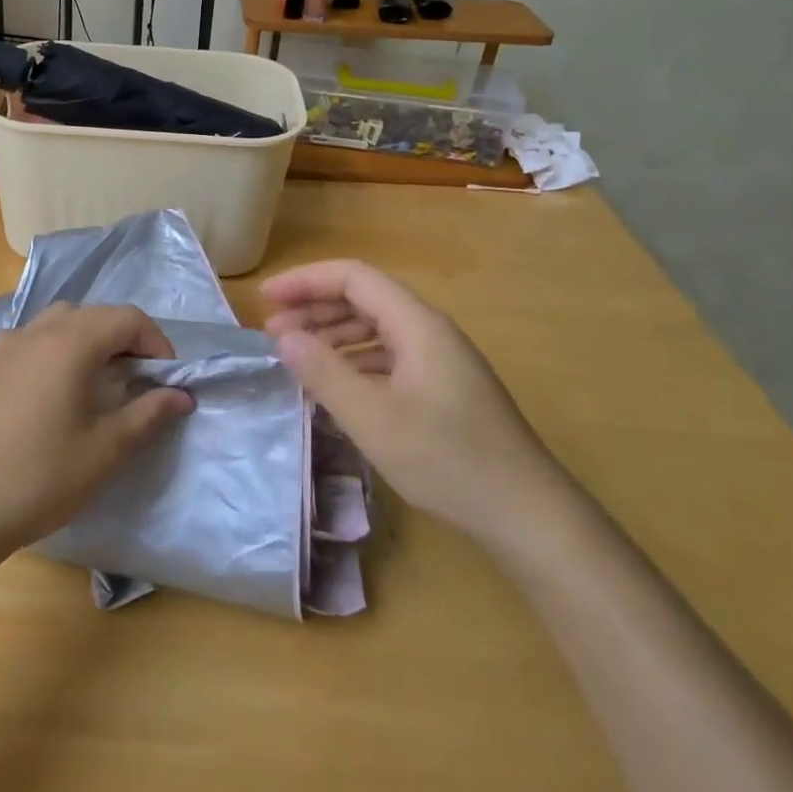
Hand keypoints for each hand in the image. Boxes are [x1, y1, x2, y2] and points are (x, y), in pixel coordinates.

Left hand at [0, 303, 193, 554]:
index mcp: (70, 343)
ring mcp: (9, 346)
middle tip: (143, 379)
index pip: (127, 318)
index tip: (168, 379)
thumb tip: (182, 396)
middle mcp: (38, 332)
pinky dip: (55, 345)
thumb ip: (149, 414)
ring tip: (103, 377)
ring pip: (61, 320)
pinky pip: (32, 337)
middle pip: (94, 314)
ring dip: (90, 337)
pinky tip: (56, 381)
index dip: (156, 342)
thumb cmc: (41, 477)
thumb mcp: (106, 449)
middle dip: (126, 337)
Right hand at [263, 259, 573, 545]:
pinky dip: (354, 361)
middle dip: (314, 308)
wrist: (526, 513)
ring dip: (332, 335)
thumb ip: (324, 372)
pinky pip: (389, 356)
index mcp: (417, 325)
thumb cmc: (447, 460)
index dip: (306, 281)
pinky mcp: (443, 387)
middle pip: (364, 299)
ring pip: (376, 329)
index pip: (354, 278)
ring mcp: (440, 360)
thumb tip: (285, 337)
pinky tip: (334, 385)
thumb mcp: (373, 418)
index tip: (266, 299)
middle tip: (271, 332)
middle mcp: (430, 331)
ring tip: (295, 355)